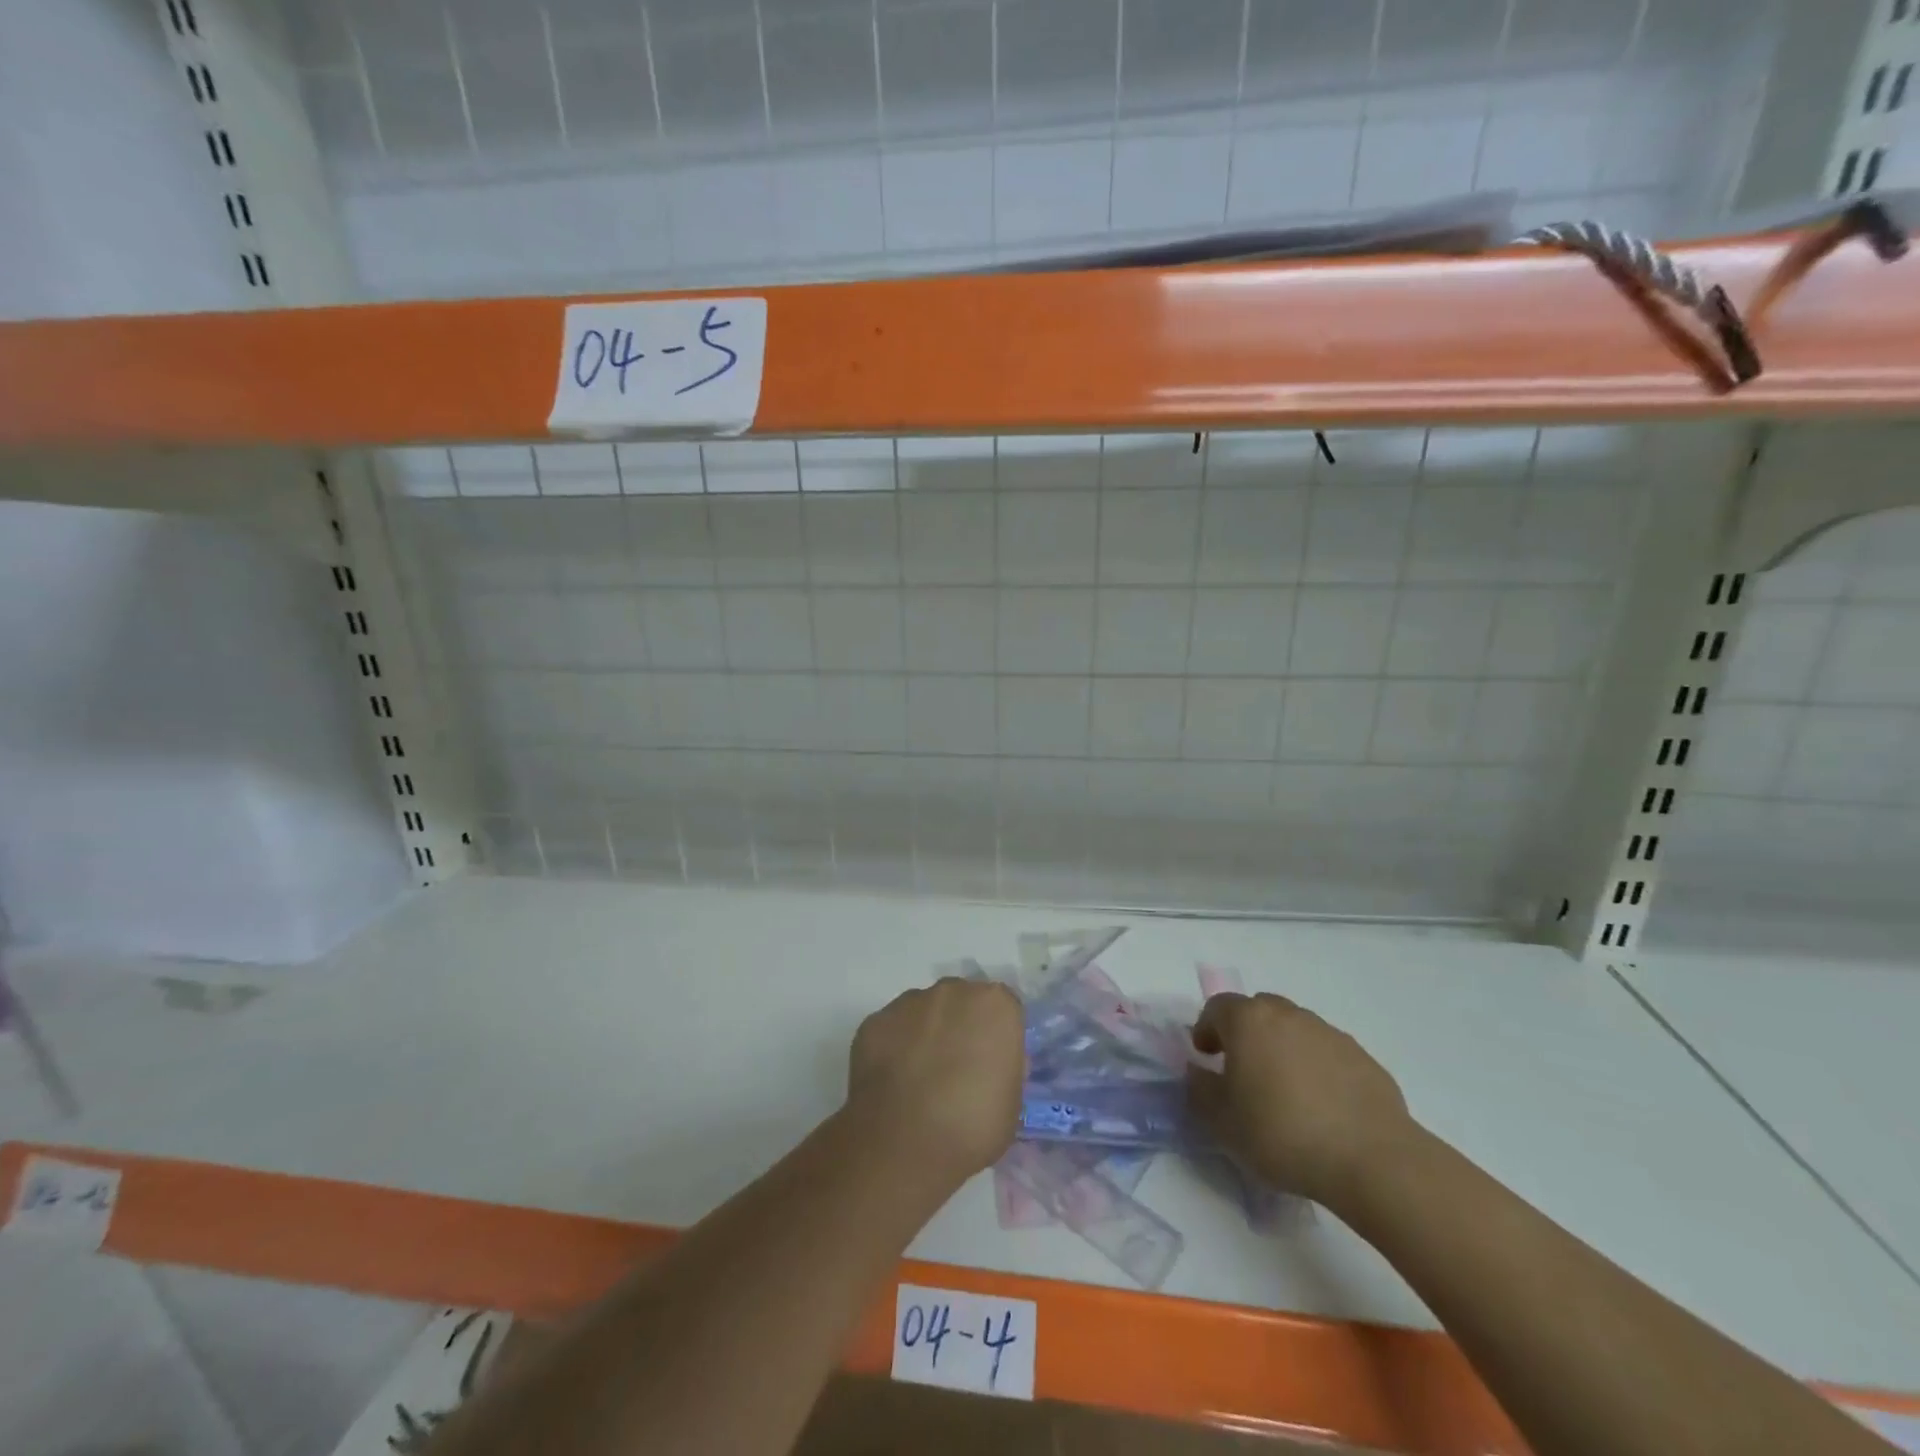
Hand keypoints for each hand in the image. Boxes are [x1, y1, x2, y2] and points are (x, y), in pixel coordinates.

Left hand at [847, 979, 1024, 1184]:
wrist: (904, 1145)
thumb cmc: (971, 1128)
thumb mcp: (1011, 1103)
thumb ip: (1003, 1068)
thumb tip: (990, 1064)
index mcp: (995, 1005)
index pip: (1003, 1009)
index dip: (996, 1035)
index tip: (990, 1063)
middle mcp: (952, 991)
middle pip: (961, 1001)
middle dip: (959, 1026)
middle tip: (955, 1070)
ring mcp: (908, 1002)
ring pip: (923, 1011)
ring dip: (925, 1034)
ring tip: (918, 1080)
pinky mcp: (874, 1020)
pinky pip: (891, 1030)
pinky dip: (893, 1048)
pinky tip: (892, 1083)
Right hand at [1188, 992, 1415, 1208]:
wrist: (1372, 1160)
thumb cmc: (1282, 1134)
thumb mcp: (1221, 1122)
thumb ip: (1199, 1089)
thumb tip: (1197, 1071)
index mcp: (1249, 1021)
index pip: (1216, 1007)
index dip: (1206, 1029)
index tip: (1206, 1058)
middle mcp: (1288, 1015)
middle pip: (1258, 1010)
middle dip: (1245, 1033)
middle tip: (1243, 1070)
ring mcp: (1329, 1033)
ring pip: (1294, 1029)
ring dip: (1282, 1048)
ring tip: (1284, 1091)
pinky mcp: (1363, 1058)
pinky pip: (1326, 1053)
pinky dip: (1315, 1068)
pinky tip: (1320, 1106)